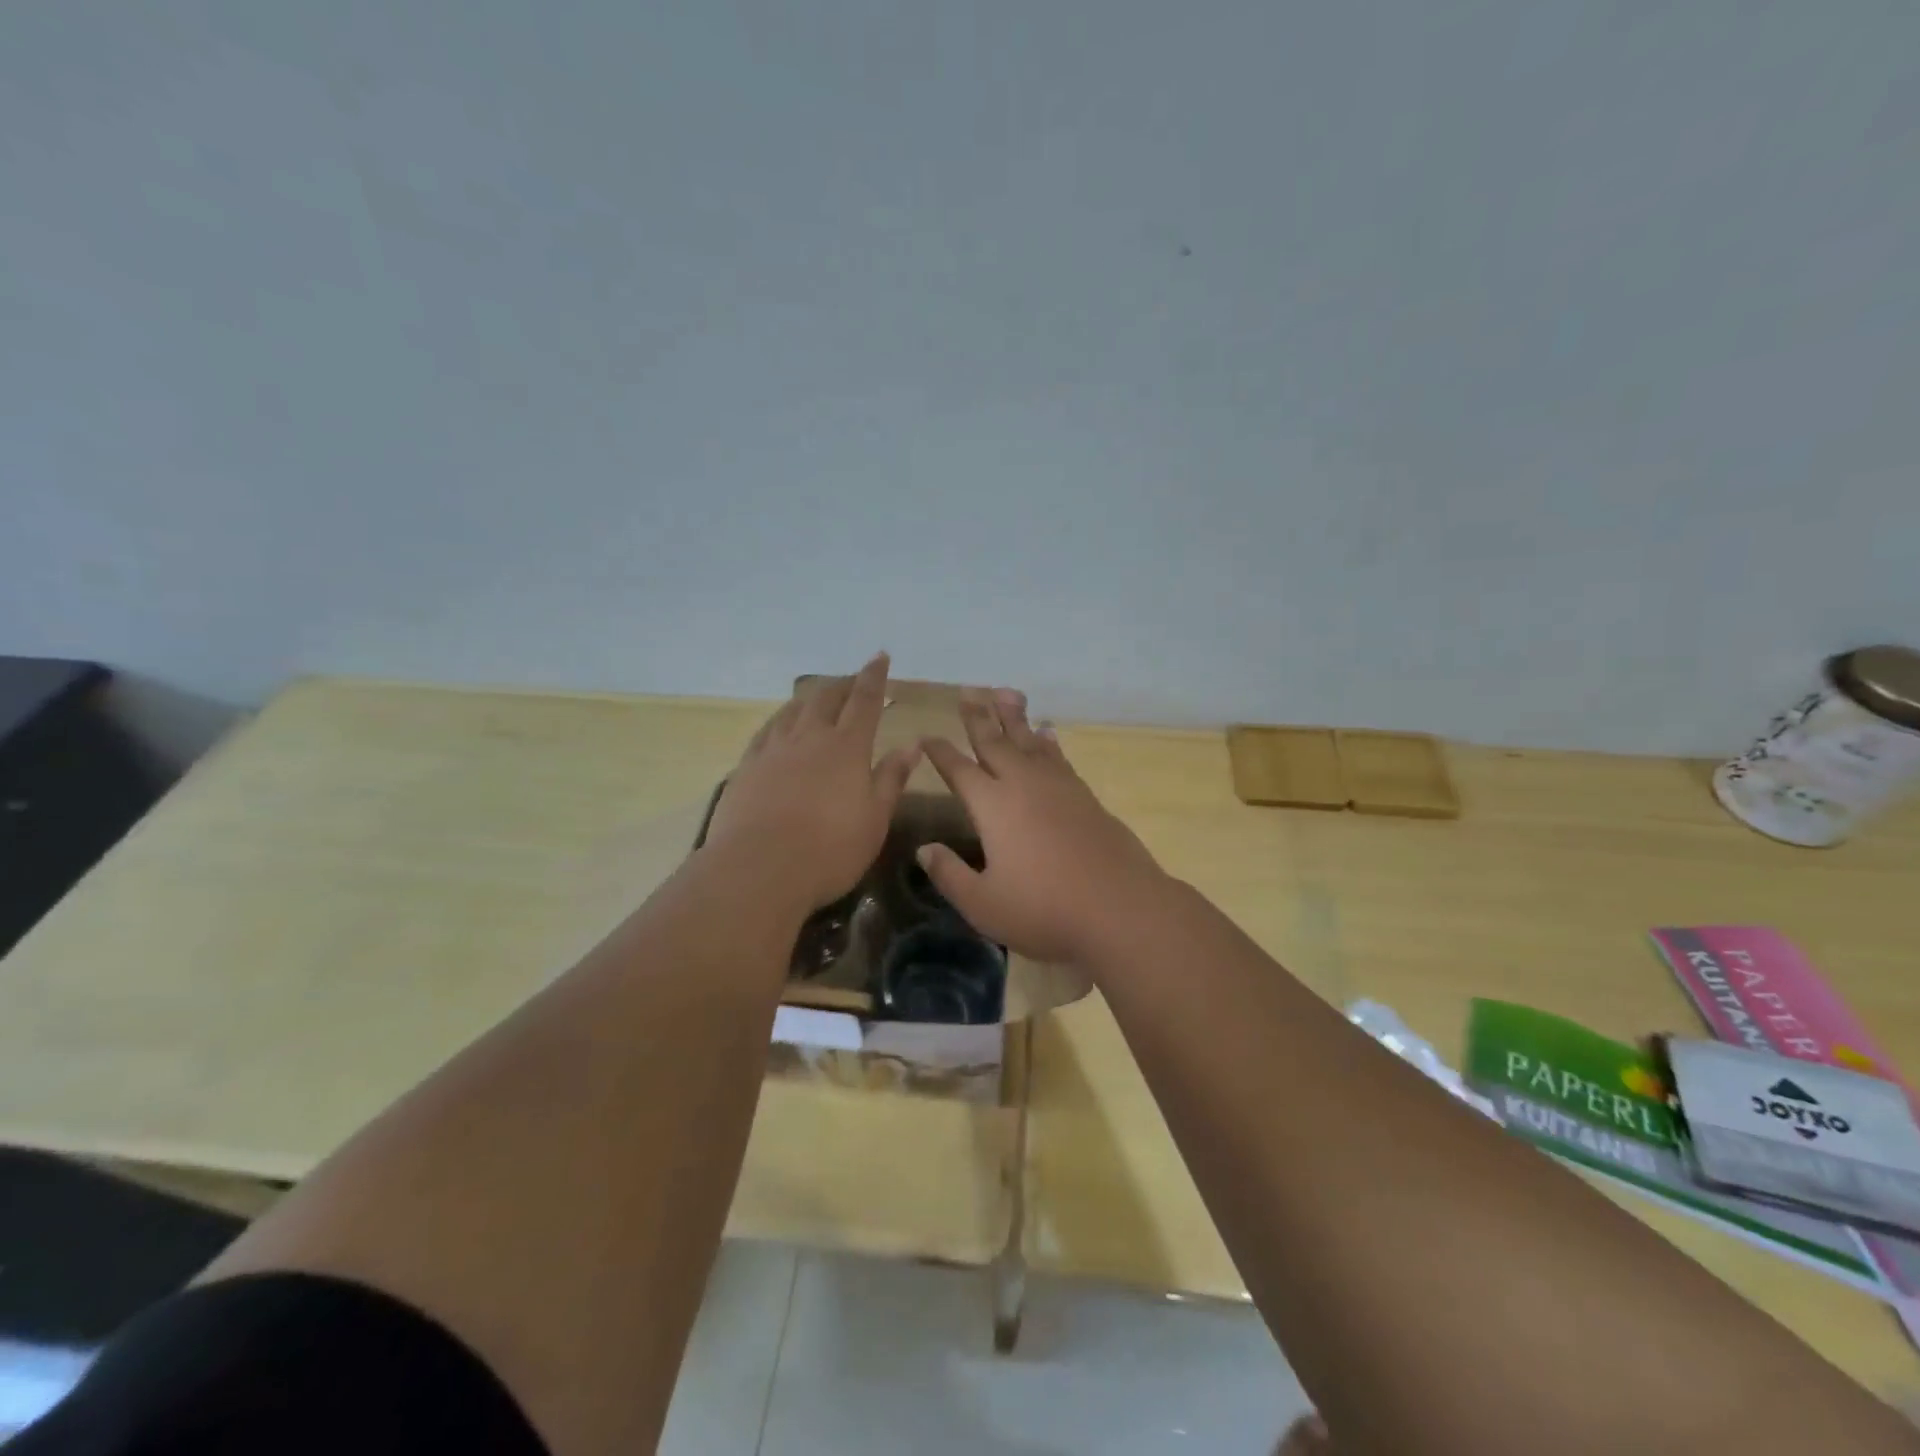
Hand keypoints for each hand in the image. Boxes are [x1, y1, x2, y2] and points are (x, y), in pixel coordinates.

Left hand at [702, 653, 919, 913]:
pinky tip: (779, 725)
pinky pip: (766, 731)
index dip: (873, 677)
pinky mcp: (746, 767)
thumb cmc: (830, 849)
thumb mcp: (875, 819)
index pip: (864, 701)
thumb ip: (891, 778)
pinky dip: (780, 720)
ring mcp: (773, 750)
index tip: (879, 656)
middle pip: (825, 697)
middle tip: (852, 680)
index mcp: (846, 747)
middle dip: (842, 683)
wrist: (758, 869)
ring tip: (817, 697)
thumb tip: (911, 744)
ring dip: (809, 698)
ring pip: (792, 710)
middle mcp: (809, 738)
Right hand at [916, 689, 1169, 961]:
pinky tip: (1046, 733)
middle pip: (995, 742)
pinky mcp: (1085, 796)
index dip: (941, 751)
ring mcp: (1059, 787)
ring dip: (1014, 717)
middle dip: (978, 717)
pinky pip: (1059, 757)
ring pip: (1030, 741)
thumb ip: (949, 874)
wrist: (1120, 908)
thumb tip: (924, 849)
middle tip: (967, 691)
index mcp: (992, 806)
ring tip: (1005, 693)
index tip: (927, 735)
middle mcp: (1023, 785)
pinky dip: (1048, 741)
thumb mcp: (983, 904)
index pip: (959, 769)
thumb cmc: (1044, 909)